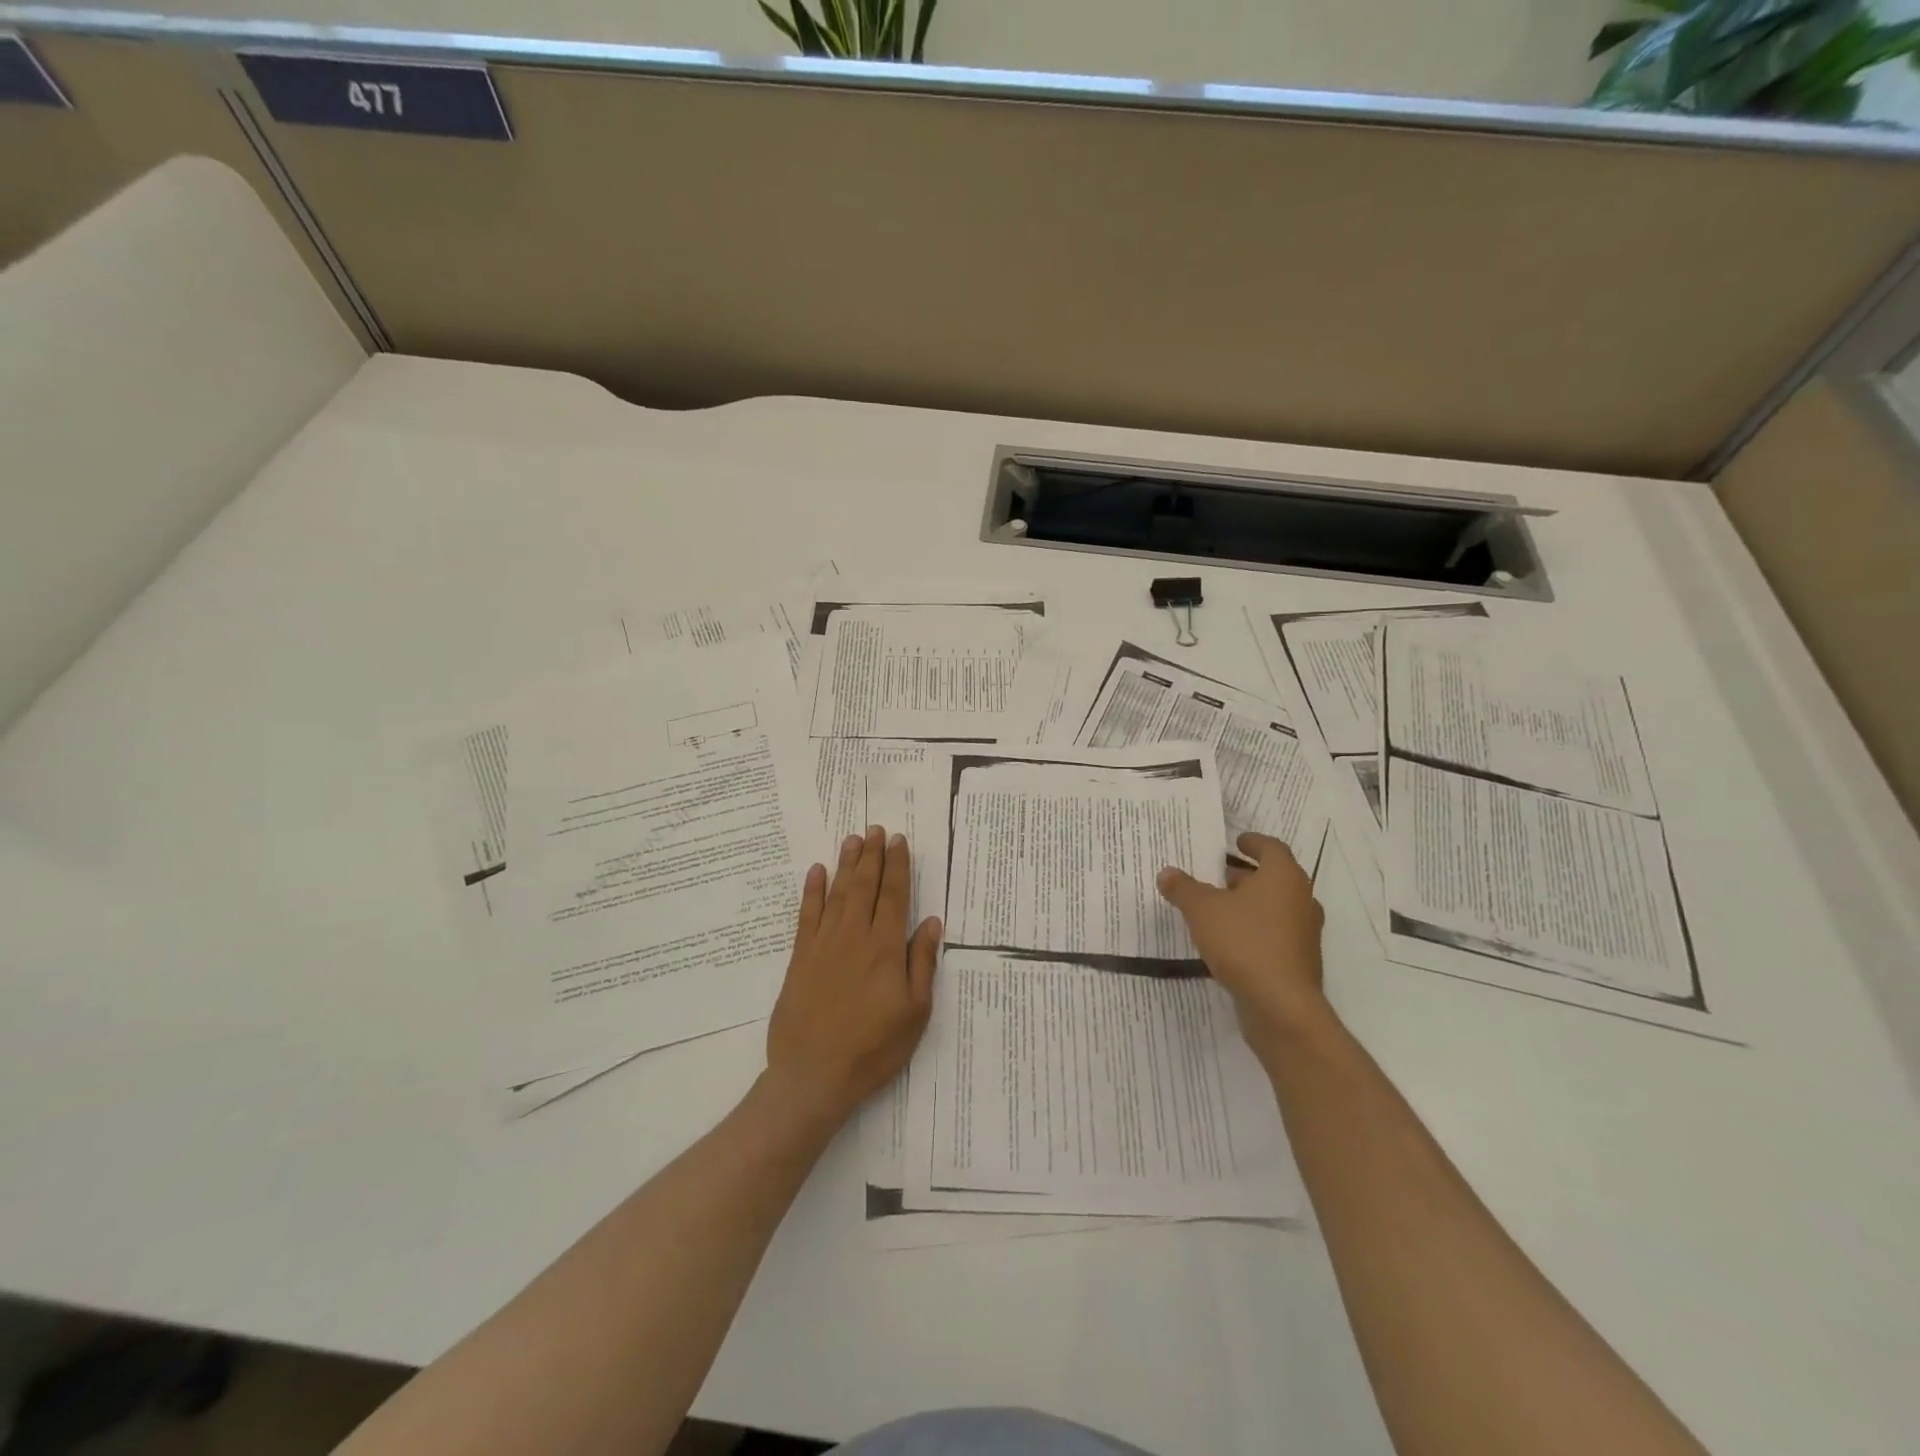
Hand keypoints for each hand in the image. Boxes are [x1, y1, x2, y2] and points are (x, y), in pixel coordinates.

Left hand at [765, 825, 941, 1127]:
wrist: (813, 1075)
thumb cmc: (873, 1047)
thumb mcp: (914, 1012)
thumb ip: (922, 963)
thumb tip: (931, 921)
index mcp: (885, 947)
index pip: (894, 895)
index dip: (897, 866)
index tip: (898, 841)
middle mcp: (854, 936)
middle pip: (865, 885)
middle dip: (872, 855)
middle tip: (875, 829)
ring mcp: (824, 944)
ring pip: (837, 893)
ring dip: (846, 864)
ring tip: (852, 839)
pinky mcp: (800, 957)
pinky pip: (807, 914)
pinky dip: (812, 890)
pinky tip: (815, 872)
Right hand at [1157, 832, 1327, 1061]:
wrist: (1282, 1007)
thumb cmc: (1244, 943)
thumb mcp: (1202, 910)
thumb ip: (1184, 888)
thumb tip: (1167, 873)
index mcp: (1283, 877)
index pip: (1271, 848)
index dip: (1252, 842)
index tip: (1234, 841)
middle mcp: (1301, 899)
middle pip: (1273, 877)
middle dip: (1244, 874)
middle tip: (1214, 875)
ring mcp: (1304, 932)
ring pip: (1274, 906)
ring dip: (1249, 903)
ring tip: (1216, 907)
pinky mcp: (1299, 961)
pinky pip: (1274, 933)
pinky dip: (1254, 928)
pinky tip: (1228, 940)